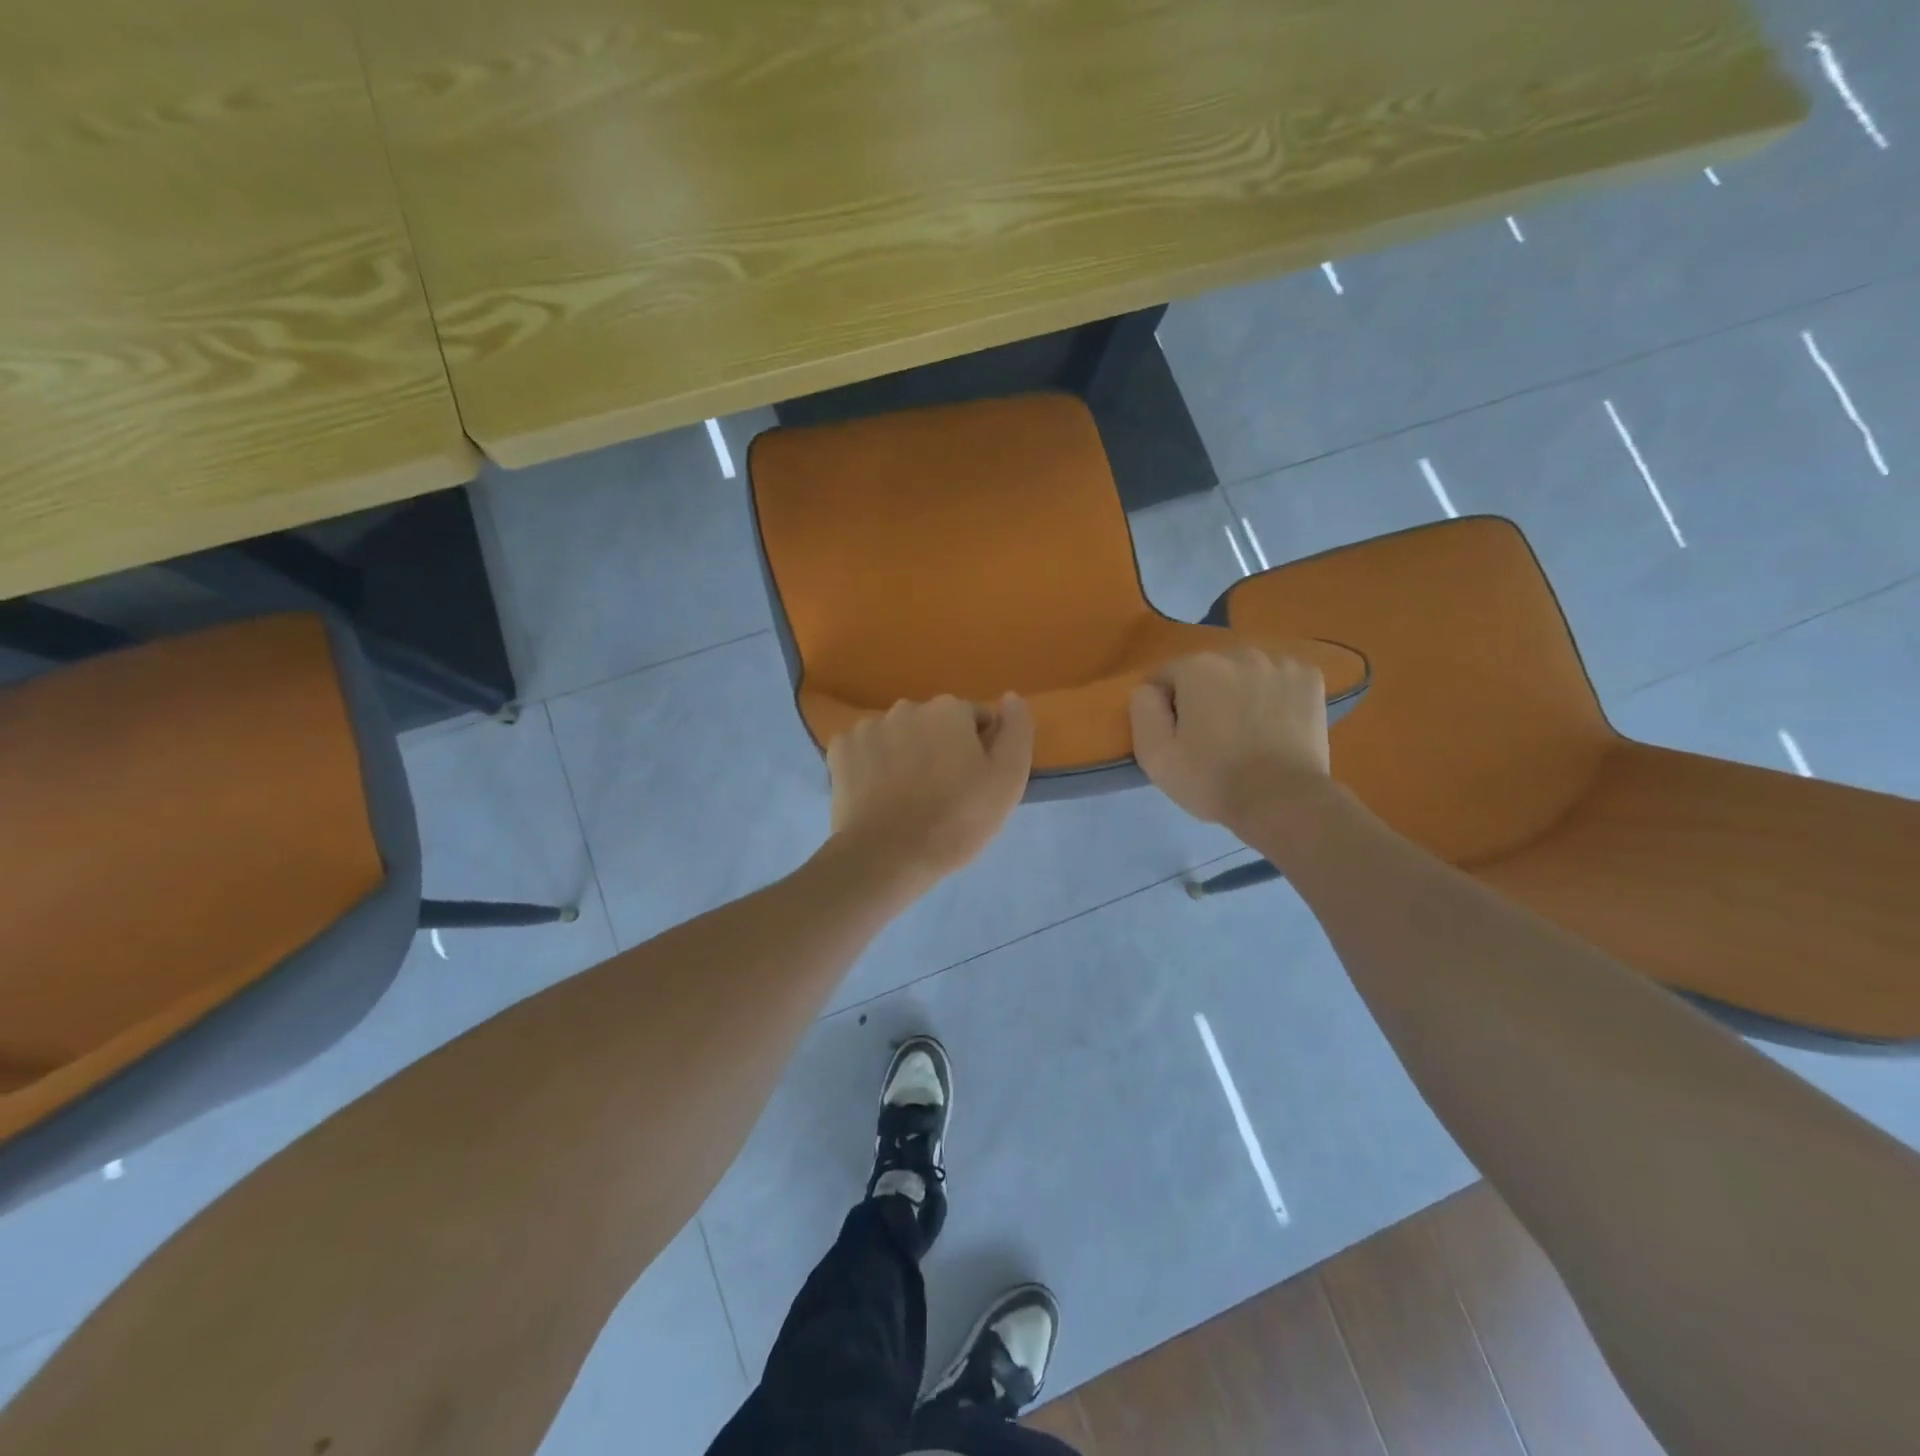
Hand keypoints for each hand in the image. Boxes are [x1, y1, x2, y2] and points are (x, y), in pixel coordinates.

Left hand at [826, 694, 1034, 890]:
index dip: (981, 750)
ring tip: (908, 797)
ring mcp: (868, 727)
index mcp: (949, 709)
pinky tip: (879, 794)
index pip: (976, 720)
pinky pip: (866, 751)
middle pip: (935, 725)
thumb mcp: (1008, 779)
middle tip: (944, 792)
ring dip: (906, 754)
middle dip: (941, 748)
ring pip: (899, 735)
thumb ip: (1017, 730)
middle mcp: (907, 707)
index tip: (975, 783)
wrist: (887, 857)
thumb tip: (1011, 697)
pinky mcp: (840, 750)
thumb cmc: (957, 819)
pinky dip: (874, 765)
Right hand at [1129, 650, 1331, 828]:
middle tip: (1210, 737)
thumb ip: (1143, 710)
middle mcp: (1239, 654)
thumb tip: (1150, 689)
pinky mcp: (1310, 678)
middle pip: (1207, 672)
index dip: (1165, 708)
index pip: (1165, 677)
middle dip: (1204, 697)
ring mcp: (1280, 664)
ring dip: (1239, 693)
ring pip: (1245, 673)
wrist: (1282, 801)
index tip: (1177, 737)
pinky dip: (1273, 695)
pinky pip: (1279, 679)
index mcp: (1197, 667)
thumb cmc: (1212, 779)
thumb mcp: (1154, 754)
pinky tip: (1274, 724)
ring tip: (1246, 732)